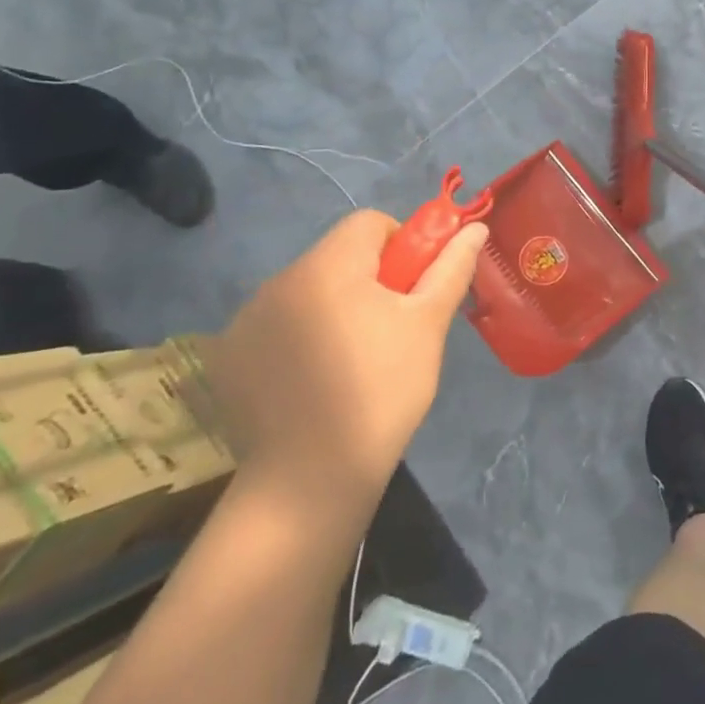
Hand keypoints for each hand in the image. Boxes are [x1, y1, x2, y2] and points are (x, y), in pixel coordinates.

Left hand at [204, 209, 487, 513]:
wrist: (310, 479)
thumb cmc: (382, 391)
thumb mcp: (427, 325)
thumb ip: (451, 269)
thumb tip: (475, 229)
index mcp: (327, 266)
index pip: (370, 223)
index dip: (401, 246)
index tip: (411, 291)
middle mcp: (278, 281)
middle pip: (336, 256)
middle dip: (367, 280)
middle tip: (388, 330)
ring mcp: (245, 320)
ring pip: (306, 290)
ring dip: (332, 307)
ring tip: (349, 361)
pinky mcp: (229, 357)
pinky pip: (276, 324)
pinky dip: (298, 337)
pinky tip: (311, 381)